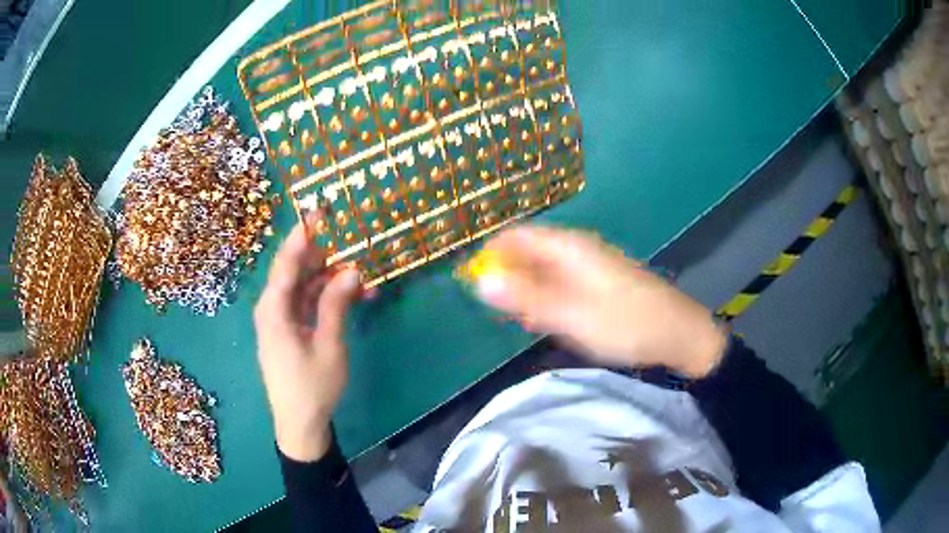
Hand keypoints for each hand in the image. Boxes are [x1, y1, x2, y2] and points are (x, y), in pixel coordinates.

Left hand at [253, 222, 361, 460]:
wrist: (300, 424)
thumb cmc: (312, 386)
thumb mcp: (328, 344)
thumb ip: (336, 304)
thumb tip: (351, 269)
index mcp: (274, 309)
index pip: (287, 261)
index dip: (303, 234)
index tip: (319, 210)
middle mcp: (273, 308)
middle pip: (296, 270)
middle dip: (324, 255)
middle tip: (352, 239)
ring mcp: (281, 320)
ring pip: (305, 287)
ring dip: (331, 280)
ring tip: (363, 273)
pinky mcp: (290, 331)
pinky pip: (308, 305)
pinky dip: (328, 299)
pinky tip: (355, 296)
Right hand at [475, 225, 726, 377]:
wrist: (679, 335)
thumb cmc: (627, 324)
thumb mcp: (572, 316)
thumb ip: (526, 298)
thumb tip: (480, 280)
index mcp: (569, 247)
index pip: (516, 235)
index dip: (491, 254)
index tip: (475, 283)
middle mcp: (576, 249)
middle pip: (528, 252)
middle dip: (509, 278)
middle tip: (506, 313)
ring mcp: (588, 266)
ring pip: (543, 271)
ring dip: (528, 293)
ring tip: (530, 322)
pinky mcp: (597, 283)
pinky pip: (560, 284)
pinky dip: (547, 301)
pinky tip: (551, 323)